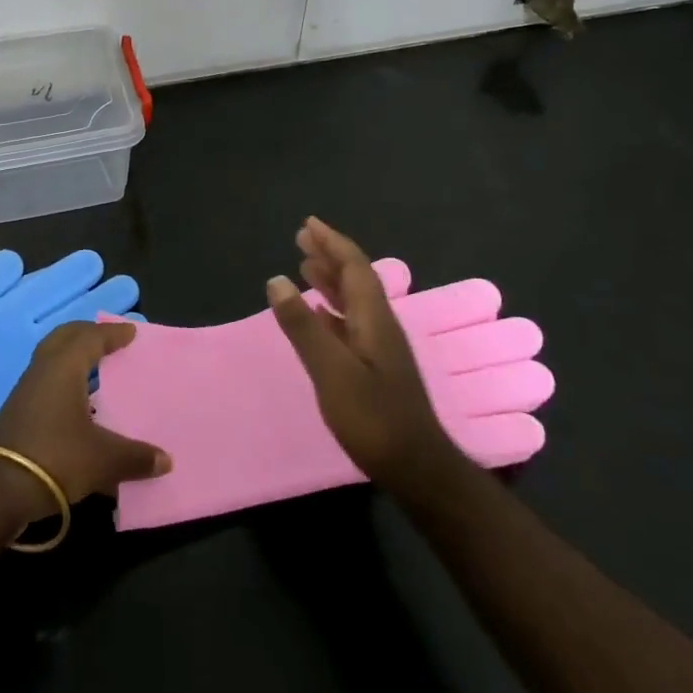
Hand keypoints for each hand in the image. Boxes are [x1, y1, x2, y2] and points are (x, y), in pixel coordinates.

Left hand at [0, 320, 171, 526]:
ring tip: (96, 369)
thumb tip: (166, 461)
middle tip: (109, 340)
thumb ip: (136, 457)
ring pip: (51, 360)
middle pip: (64, 338)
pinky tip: (78, 406)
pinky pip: (46, 383)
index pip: (91, 338)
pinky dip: (64, 382)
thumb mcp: (103, 460)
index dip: (112, 334)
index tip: (131, 332)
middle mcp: (42, 371)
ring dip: (73, 359)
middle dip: (87, 335)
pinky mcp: (17, 414)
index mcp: (64, 367)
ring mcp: (25, 392)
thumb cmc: (54, 458)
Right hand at [267, 217, 463, 492]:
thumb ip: (303, 326)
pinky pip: (351, 322)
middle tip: (302, 237)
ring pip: (354, 300)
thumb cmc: (373, 419)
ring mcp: (380, 347)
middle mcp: (380, 325)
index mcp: (374, 319)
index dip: (332, 243)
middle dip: (330, 254)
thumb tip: (276, 279)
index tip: (309, 224)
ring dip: (331, 278)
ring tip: (306, 265)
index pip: (354, 267)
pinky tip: (320, 313)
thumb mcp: (331, 371)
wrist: (416, 468)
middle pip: (356, 278)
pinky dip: (331, 308)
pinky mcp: (376, 367)